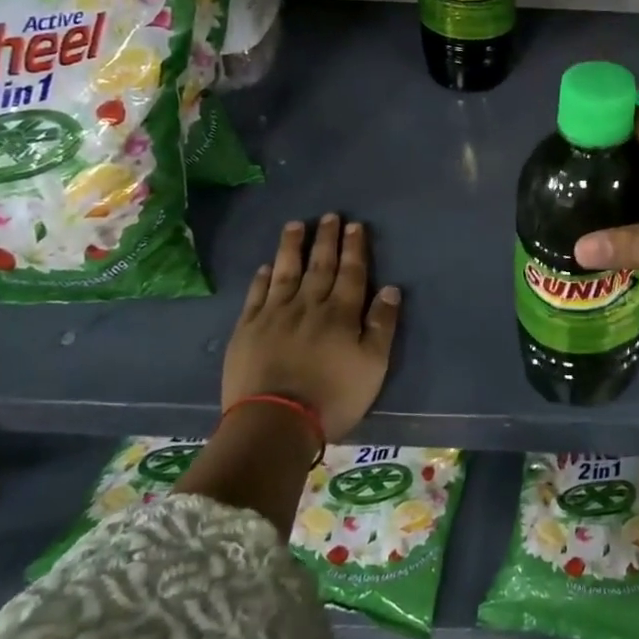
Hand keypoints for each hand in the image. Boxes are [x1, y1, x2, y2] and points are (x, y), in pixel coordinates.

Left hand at [221, 214, 401, 443]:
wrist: (275, 422)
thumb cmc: (333, 396)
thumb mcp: (373, 366)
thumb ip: (382, 325)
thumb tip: (391, 289)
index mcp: (341, 314)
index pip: (352, 273)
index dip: (354, 248)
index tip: (354, 226)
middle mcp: (309, 305)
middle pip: (320, 266)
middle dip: (326, 240)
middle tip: (329, 216)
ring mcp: (274, 315)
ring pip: (286, 272)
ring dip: (292, 247)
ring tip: (295, 225)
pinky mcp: (247, 330)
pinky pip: (256, 295)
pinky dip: (263, 278)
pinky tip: (266, 266)